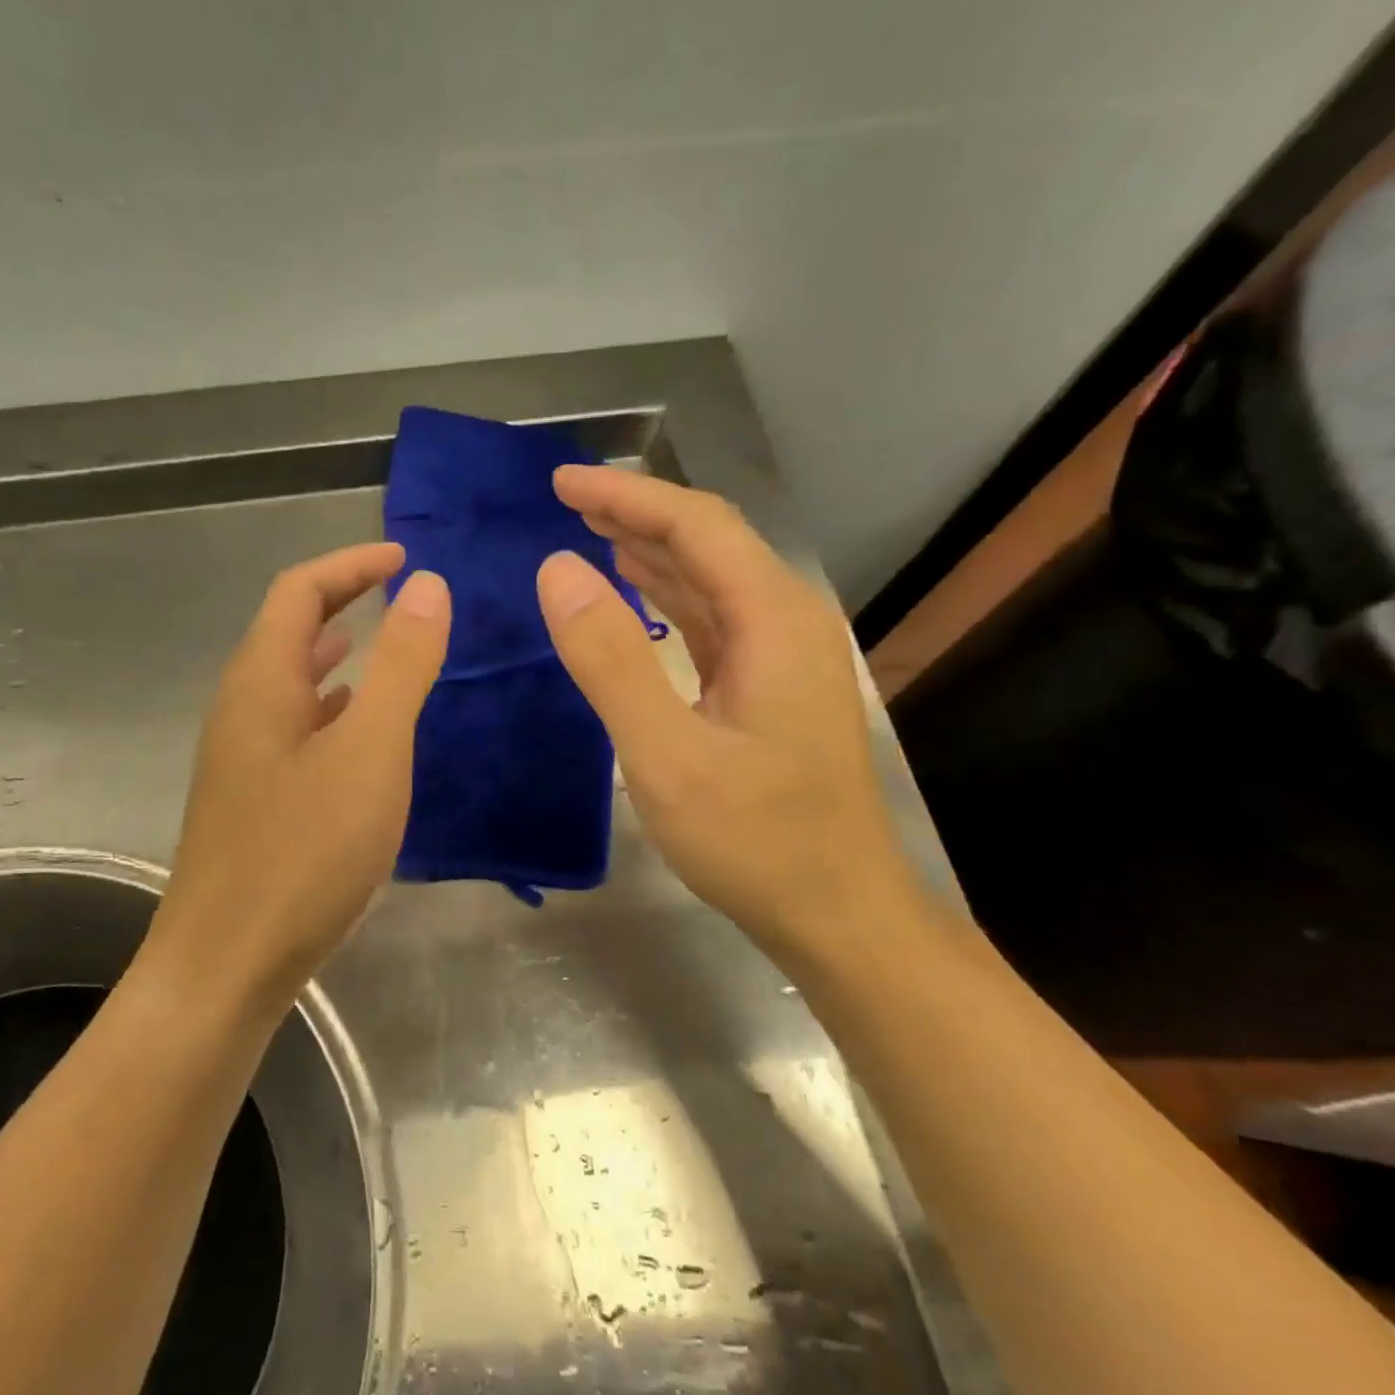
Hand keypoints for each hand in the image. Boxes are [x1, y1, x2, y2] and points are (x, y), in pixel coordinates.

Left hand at [152, 544, 449, 1015]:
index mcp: (261, 682)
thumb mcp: (370, 751)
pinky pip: (293, 728)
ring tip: (381, 646)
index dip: (350, 563)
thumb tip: (427, 587)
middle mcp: (241, 709)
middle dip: (342, 600)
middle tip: (398, 594)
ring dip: (334, 653)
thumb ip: (401, 665)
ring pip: (290, 682)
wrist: (226, 964)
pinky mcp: (252, 799)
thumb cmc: (303, 854)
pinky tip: (357, 732)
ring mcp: (241, 757)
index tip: (404, 557)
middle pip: (288, 630)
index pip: (300, 591)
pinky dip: (330, 708)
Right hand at [536, 466, 922, 964]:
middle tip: (565, 500)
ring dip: (651, 552)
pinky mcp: (769, 688)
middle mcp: (787, 622)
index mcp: (773, 620)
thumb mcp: (667, 755)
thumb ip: (610, 660)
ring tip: (590, 533)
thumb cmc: (754, 840)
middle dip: (636, 514)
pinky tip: (637, 595)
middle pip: (708, 543)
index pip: (696, 526)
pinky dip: (668, 598)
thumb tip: (557, 571)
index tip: (561, 482)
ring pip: (711, 580)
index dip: (627, 495)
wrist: (837, 912)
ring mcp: (782, 657)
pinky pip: (712, 621)